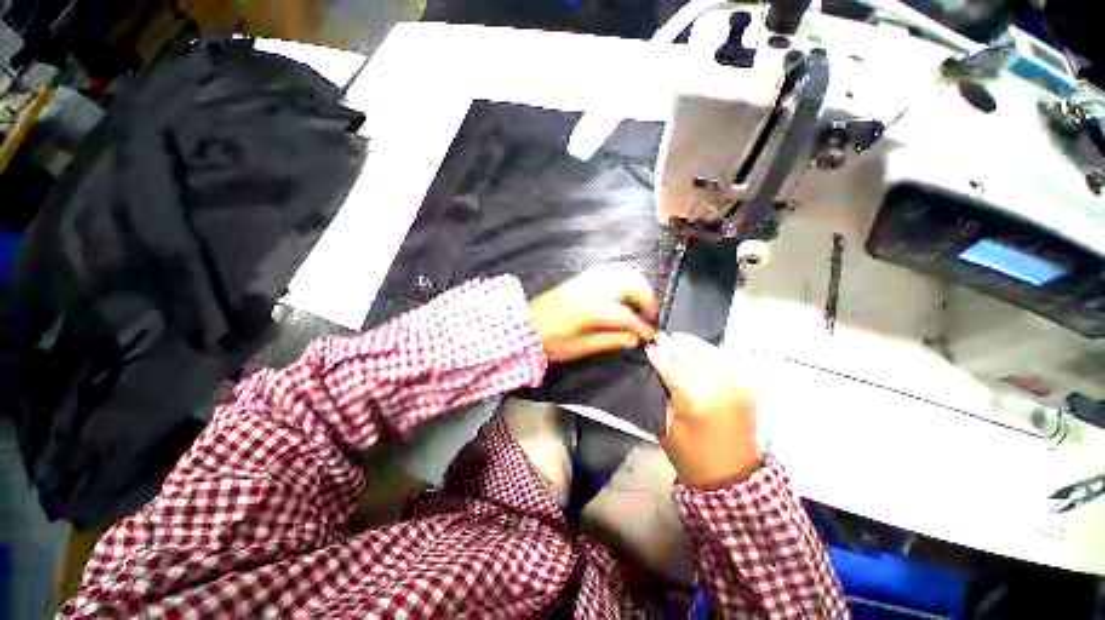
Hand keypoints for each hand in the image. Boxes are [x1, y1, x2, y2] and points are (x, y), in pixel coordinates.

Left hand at [530, 264, 657, 362]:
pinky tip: (624, 290)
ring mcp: (587, 279)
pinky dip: (624, 277)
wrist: (527, 325)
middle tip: (650, 314)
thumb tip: (634, 339)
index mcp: (593, 309)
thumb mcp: (581, 347)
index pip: (627, 316)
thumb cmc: (551, 340)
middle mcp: (593, 288)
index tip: (650, 334)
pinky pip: (610, 269)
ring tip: (640, 301)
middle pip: (631, 284)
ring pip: (622, 271)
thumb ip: (610, 340)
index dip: (642, 326)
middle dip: (646, 298)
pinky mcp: (582, 277)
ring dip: (637, 284)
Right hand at [645, 333, 759, 487]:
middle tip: (661, 338)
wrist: (732, 477)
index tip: (648, 347)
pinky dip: (714, 350)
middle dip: (672, 344)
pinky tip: (702, 349)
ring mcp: (736, 382)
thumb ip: (662, 394)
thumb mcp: (665, 426)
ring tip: (678, 339)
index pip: (669, 365)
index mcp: (694, 397)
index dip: (657, 355)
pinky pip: (729, 358)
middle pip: (689, 353)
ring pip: (709, 351)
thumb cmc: (691, 456)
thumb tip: (657, 370)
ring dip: (692, 343)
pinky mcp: (747, 385)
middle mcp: (717, 384)